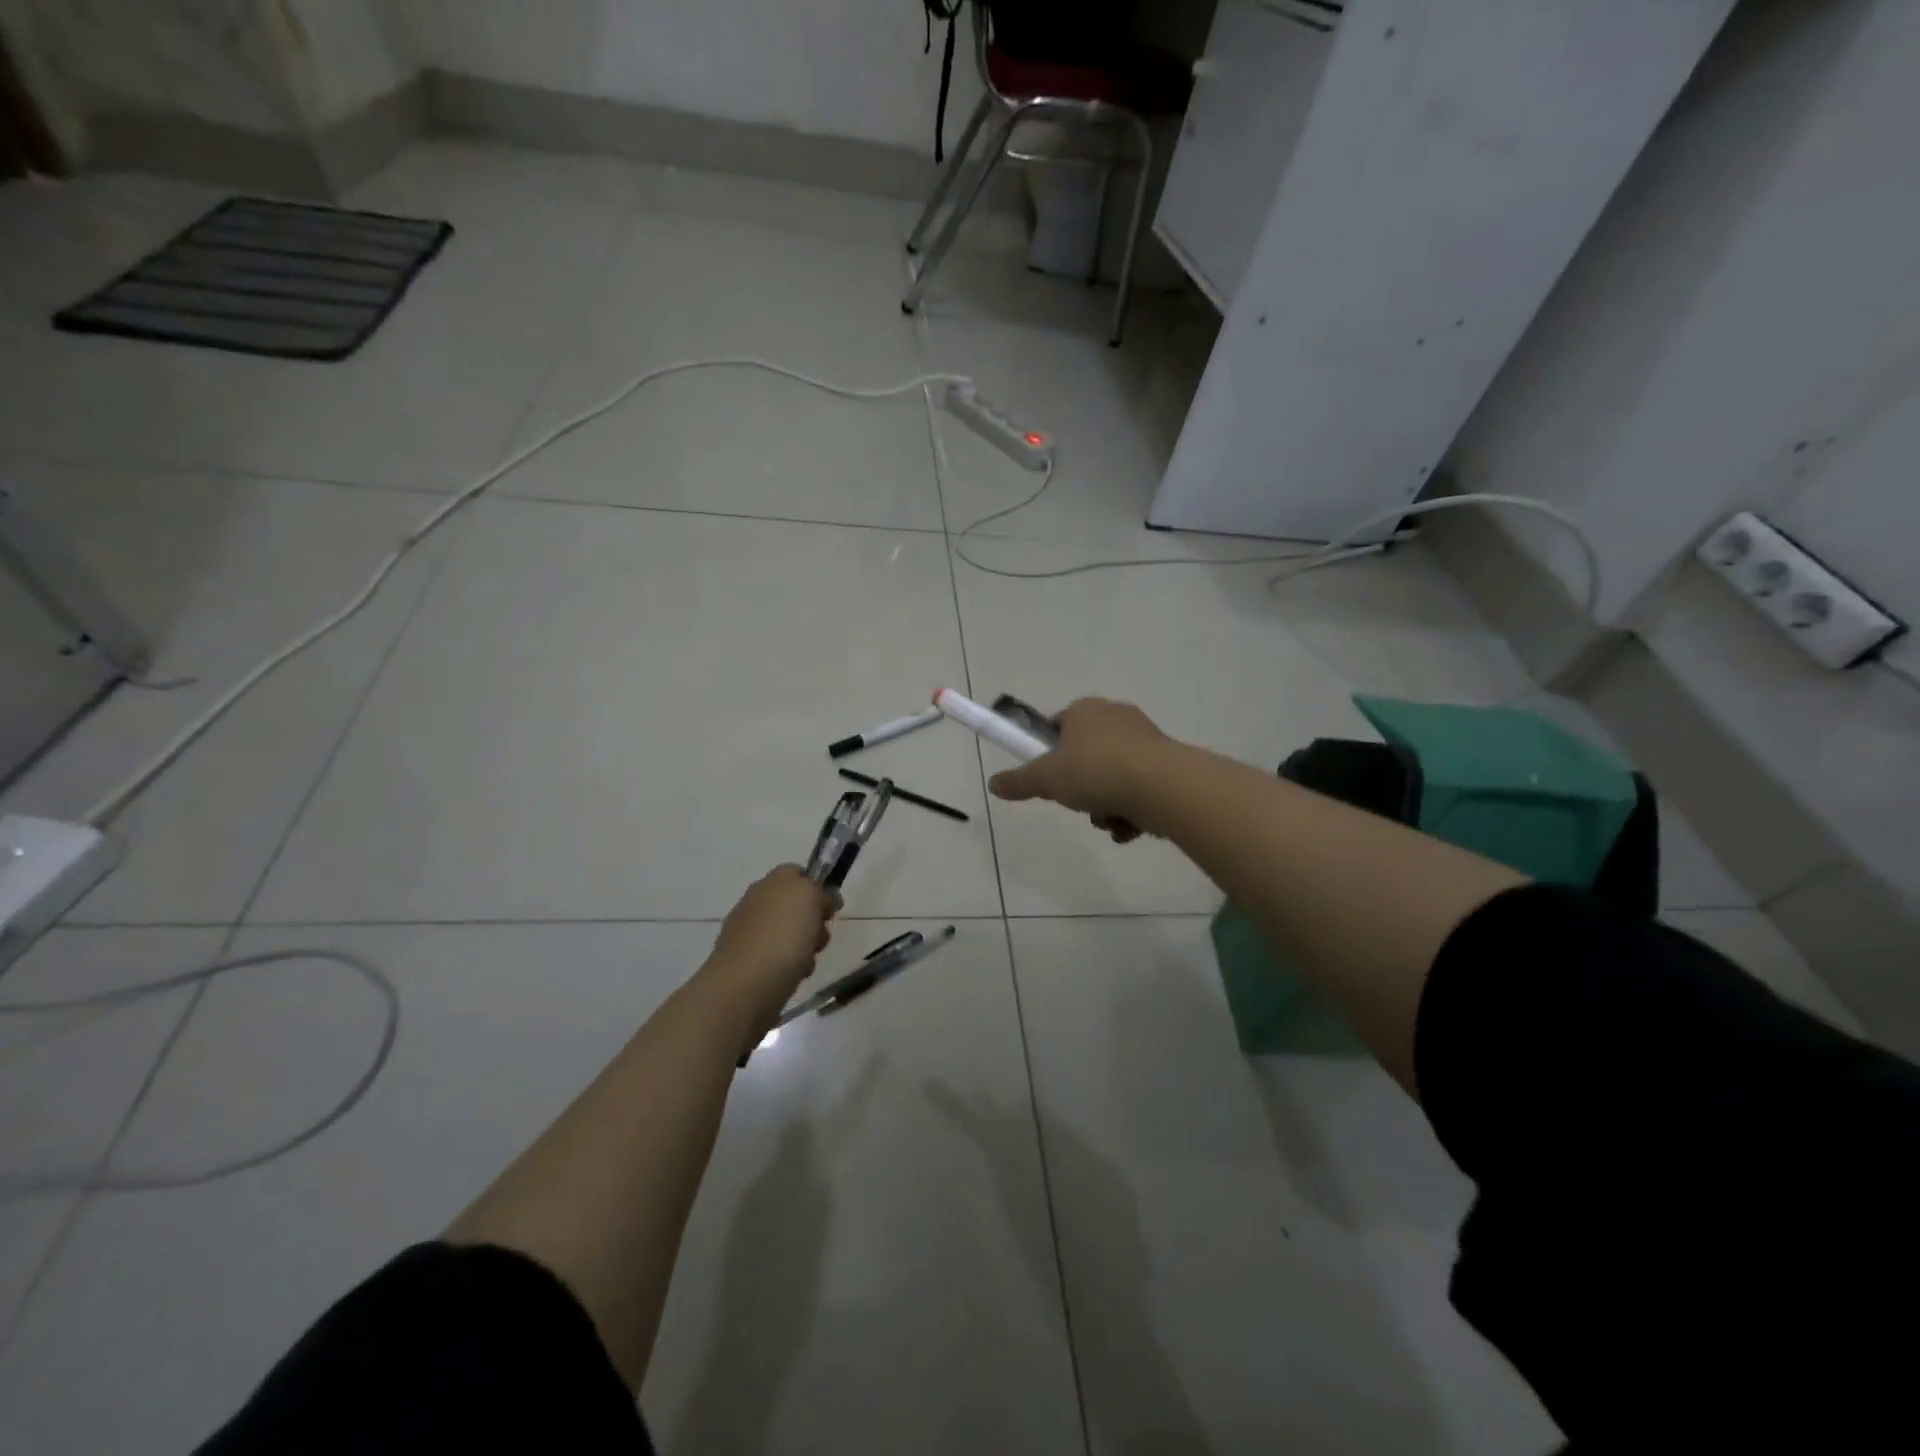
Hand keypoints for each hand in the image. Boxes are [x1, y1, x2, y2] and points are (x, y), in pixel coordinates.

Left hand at [703, 865, 839, 1027]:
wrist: (745, 987)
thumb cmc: (781, 935)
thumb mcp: (810, 897)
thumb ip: (820, 890)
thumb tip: (825, 898)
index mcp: (768, 883)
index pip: (796, 872)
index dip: (816, 885)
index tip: (829, 906)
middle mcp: (754, 905)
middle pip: (795, 906)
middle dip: (813, 922)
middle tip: (818, 936)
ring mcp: (748, 936)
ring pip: (790, 935)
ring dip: (805, 948)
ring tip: (806, 962)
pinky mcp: (746, 966)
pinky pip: (779, 960)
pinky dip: (790, 968)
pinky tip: (792, 977)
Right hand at [987, 698, 1172, 842]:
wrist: (1163, 787)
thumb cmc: (1096, 771)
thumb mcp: (1046, 779)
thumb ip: (1018, 781)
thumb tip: (993, 784)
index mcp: (1084, 710)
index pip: (1057, 727)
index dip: (1048, 754)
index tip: (1049, 779)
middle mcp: (1115, 716)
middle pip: (1084, 757)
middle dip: (1080, 788)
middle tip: (1078, 804)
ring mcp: (1144, 739)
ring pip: (1111, 777)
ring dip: (1104, 805)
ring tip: (1108, 819)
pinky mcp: (1166, 763)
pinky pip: (1137, 788)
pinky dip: (1130, 809)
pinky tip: (1130, 826)